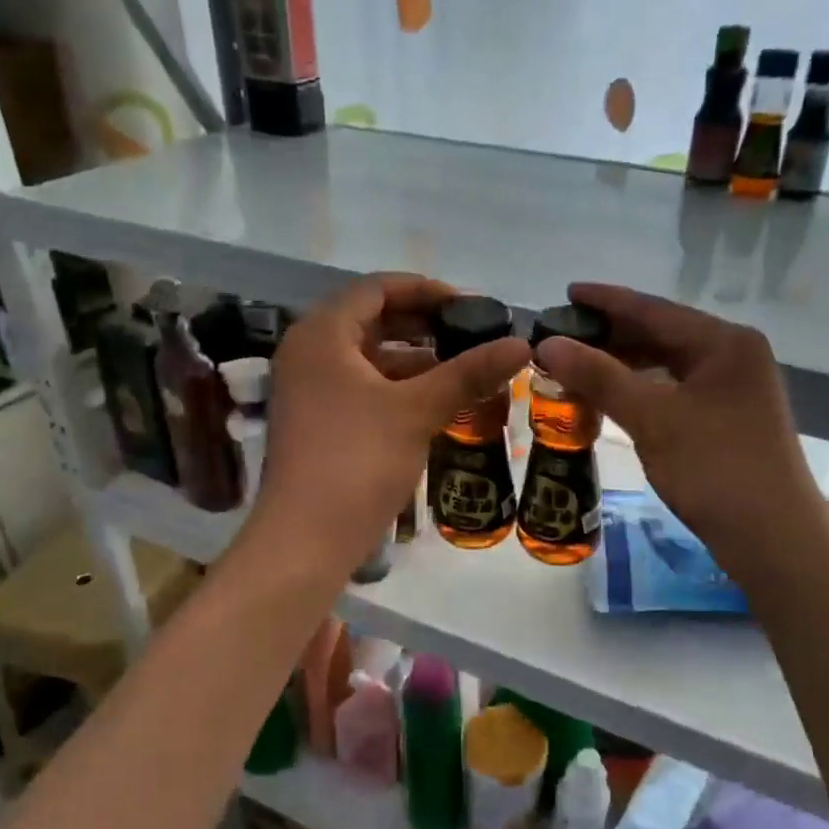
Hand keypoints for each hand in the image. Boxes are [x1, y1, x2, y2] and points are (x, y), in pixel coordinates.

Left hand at [251, 273, 529, 568]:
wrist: (307, 539)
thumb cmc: (358, 460)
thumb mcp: (417, 410)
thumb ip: (468, 372)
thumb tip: (522, 344)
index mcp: (321, 334)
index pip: (377, 288)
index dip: (426, 290)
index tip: (469, 306)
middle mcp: (308, 352)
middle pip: (371, 320)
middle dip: (423, 325)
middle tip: (470, 335)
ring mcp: (308, 389)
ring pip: (368, 357)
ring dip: (414, 358)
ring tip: (462, 368)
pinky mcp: (317, 421)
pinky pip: (361, 386)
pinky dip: (397, 387)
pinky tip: (434, 401)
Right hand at [532, 282, 827, 584]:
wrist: (773, 539)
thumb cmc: (714, 468)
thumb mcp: (653, 418)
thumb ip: (600, 376)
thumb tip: (548, 344)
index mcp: (724, 342)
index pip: (655, 309)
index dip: (607, 301)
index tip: (567, 293)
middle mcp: (733, 356)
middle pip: (662, 334)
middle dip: (612, 335)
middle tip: (563, 335)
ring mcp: (734, 390)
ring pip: (668, 365)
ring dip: (624, 365)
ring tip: (577, 365)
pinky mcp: (728, 419)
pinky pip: (674, 391)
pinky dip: (641, 390)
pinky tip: (611, 398)